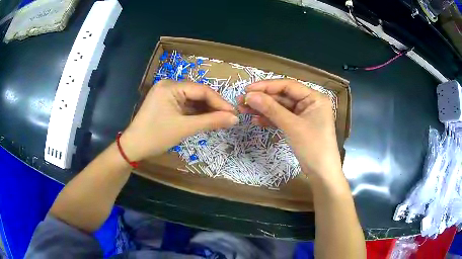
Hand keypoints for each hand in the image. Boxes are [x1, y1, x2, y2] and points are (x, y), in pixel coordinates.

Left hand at [120, 80, 238, 160]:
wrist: (133, 147)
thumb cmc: (156, 136)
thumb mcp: (185, 128)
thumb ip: (211, 121)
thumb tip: (235, 118)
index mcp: (171, 86)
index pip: (202, 90)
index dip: (220, 102)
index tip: (234, 114)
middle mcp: (169, 85)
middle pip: (198, 93)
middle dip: (213, 106)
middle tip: (228, 118)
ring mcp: (166, 93)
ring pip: (192, 99)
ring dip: (206, 110)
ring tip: (220, 120)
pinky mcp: (165, 102)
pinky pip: (185, 105)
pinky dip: (196, 113)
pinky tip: (206, 119)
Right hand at [237, 79, 341, 176]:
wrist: (321, 173)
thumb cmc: (313, 147)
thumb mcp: (292, 126)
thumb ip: (271, 109)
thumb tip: (249, 95)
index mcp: (314, 98)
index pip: (288, 85)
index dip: (267, 86)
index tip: (247, 89)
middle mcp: (309, 103)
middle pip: (282, 96)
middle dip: (262, 99)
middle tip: (241, 101)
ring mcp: (303, 115)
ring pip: (280, 108)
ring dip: (263, 109)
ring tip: (243, 110)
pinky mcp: (298, 126)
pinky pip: (282, 119)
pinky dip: (269, 119)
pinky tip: (255, 120)